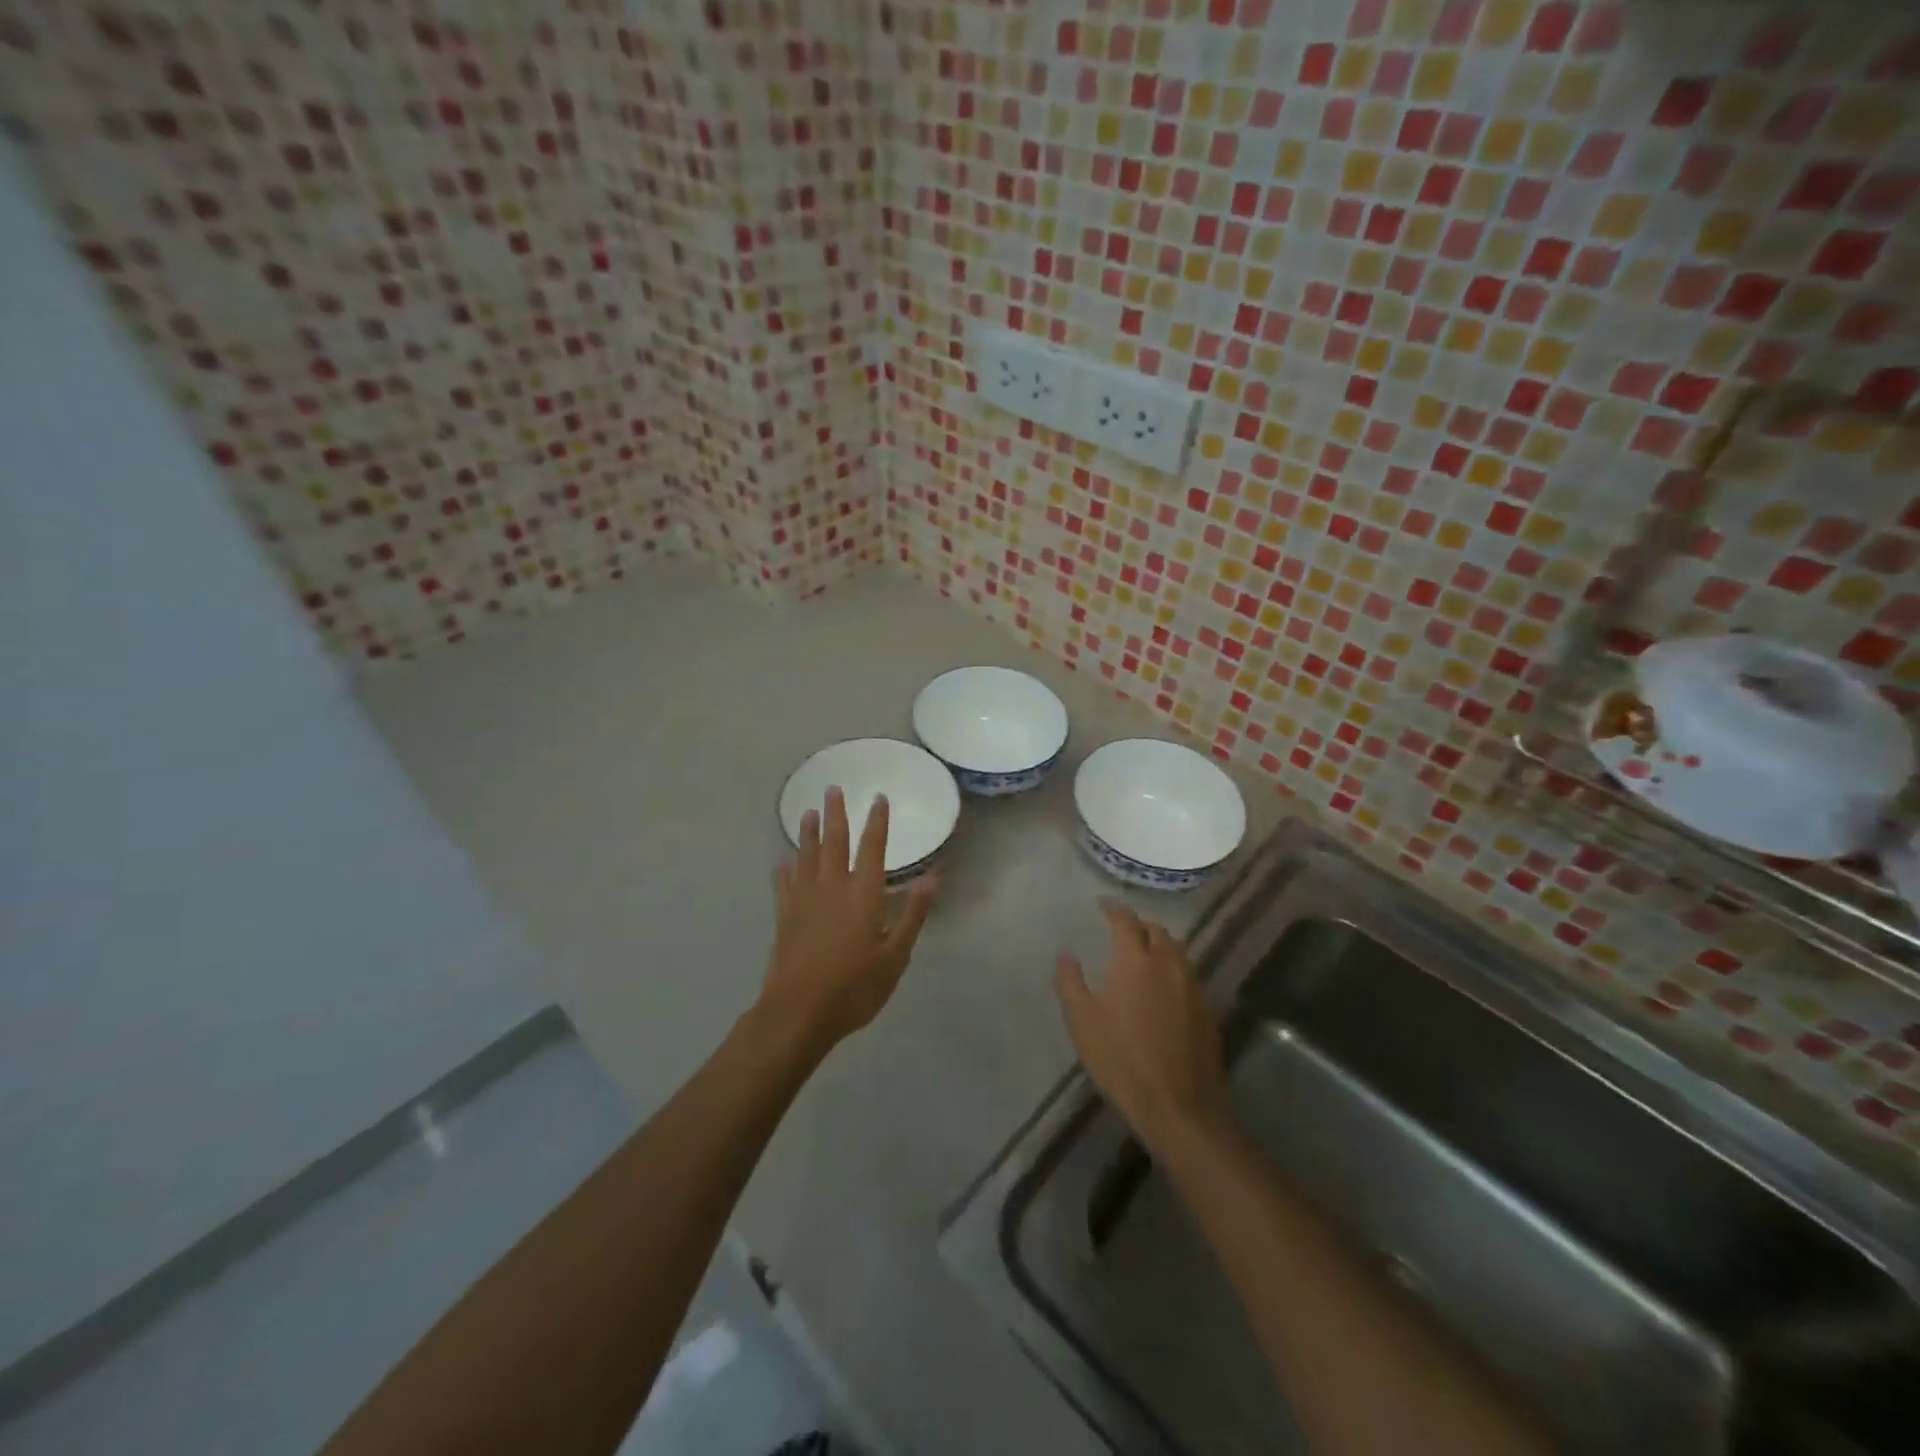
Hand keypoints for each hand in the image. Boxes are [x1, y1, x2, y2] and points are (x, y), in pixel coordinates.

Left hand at [759, 786, 936, 1053]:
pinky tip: (781, 862)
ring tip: (807, 812)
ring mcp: (804, 901)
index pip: (872, 848)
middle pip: (834, 843)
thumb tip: (933, 877)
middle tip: (832, 788)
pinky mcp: (784, 918)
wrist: (798, 1013)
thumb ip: (912, 914)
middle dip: (836, 814)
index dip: (877, 822)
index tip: (878, 798)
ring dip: (808, 833)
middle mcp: (832, 888)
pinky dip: (783, 871)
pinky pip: (783, 886)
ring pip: (806, 857)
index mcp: (863, 894)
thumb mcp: (895, 955)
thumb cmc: (854, 987)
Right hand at [1054, 899, 1233, 1158]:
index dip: (1113, 908)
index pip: (1125, 920)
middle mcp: (1168, 963)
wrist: (1179, 1107)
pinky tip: (1162, 989)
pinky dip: (1172, 969)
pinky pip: (1188, 975)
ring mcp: (1192, 986)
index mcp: (1135, 960)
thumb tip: (1067, 955)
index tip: (1102, 904)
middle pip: (1156, 931)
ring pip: (1176, 951)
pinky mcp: (1207, 1010)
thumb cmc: (1121, 1060)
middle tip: (1122, 932)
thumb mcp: (1082, 1021)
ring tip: (1143, 955)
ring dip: (1159, 945)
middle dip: (1138, 926)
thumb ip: (1070, 982)